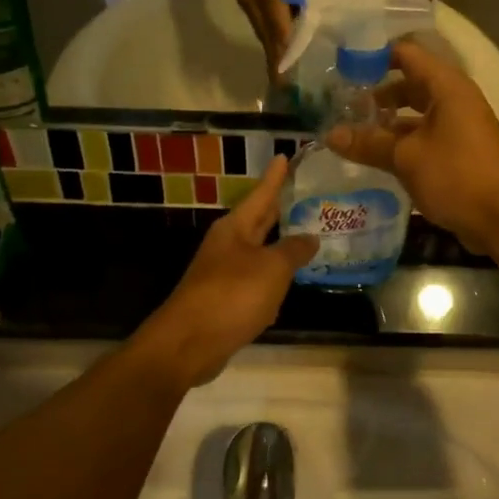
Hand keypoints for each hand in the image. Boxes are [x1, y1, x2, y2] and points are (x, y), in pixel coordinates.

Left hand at [136, 157, 318, 385]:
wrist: (189, 344)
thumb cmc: (232, 295)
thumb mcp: (272, 268)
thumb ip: (293, 250)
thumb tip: (310, 236)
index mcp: (235, 228)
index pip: (261, 194)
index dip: (276, 177)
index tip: (285, 155)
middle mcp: (227, 245)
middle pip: (258, 220)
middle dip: (279, 208)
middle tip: (303, 194)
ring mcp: (223, 273)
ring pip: (258, 251)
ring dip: (278, 245)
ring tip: (306, 237)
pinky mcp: (225, 300)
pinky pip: (255, 280)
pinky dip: (272, 277)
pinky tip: (287, 282)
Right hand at [222, 0, 309, 71]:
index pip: (277, 23)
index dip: (284, 47)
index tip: (288, 71)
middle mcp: (252, 1)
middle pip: (266, 36)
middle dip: (276, 60)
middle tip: (285, 86)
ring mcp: (247, 2)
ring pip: (262, 32)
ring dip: (273, 52)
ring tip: (283, 75)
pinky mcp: (248, 0)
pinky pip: (261, 24)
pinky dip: (271, 38)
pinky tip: (282, 47)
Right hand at [324, 42, 498, 255]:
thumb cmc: (457, 176)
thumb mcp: (406, 158)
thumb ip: (369, 143)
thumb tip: (329, 135)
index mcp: (447, 87)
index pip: (407, 54)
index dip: (374, 57)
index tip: (342, 68)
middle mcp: (454, 100)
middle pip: (410, 84)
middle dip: (377, 94)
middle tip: (341, 105)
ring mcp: (459, 127)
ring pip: (416, 115)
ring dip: (387, 122)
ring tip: (351, 133)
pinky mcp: (459, 153)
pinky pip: (424, 137)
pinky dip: (402, 143)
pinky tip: (376, 157)